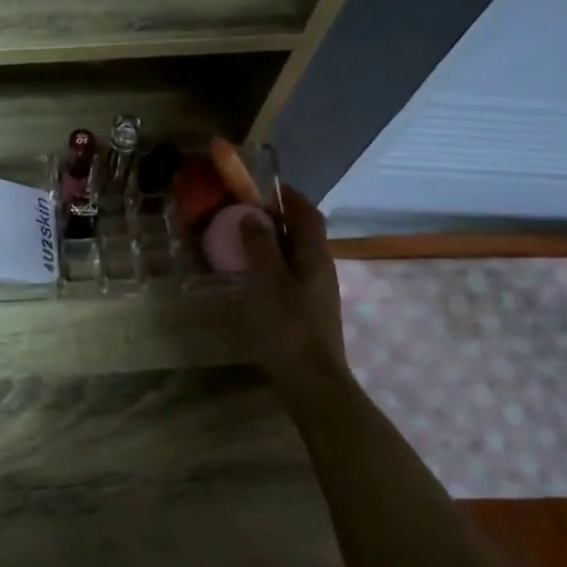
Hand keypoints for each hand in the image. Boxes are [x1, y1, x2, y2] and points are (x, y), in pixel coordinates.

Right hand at [238, 184, 348, 388]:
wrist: (311, 379)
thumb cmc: (286, 325)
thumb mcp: (265, 280)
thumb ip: (260, 245)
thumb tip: (254, 215)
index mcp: (314, 255)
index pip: (307, 213)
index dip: (288, 195)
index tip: (264, 186)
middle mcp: (322, 268)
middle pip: (304, 233)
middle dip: (279, 218)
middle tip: (246, 213)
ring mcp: (318, 292)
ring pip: (297, 255)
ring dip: (275, 243)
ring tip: (245, 243)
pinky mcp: (310, 311)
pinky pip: (291, 275)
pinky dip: (274, 266)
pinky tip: (254, 278)